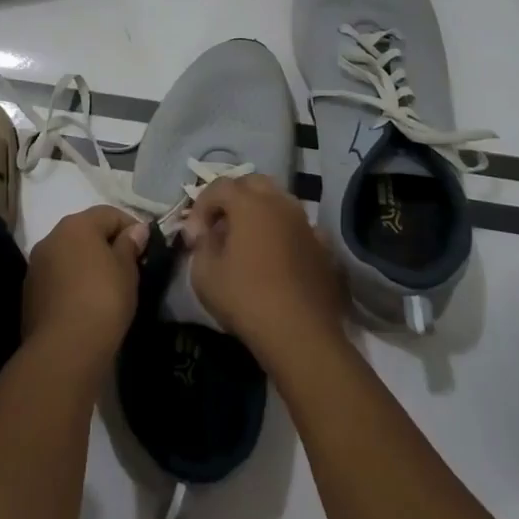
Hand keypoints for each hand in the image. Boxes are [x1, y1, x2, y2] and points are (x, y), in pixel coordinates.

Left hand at [24, 206, 149, 362]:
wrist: (64, 350)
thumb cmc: (103, 300)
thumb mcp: (126, 270)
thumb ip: (130, 245)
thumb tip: (136, 230)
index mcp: (77, 225)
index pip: (109, 214)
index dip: (131, 227)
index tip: (145, 248)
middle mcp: (52, 237)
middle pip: (85, 232)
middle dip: (107, 244)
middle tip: (128, 267)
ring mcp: (36, 265)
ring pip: (69, 255)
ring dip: (87, 264)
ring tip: (107, 287)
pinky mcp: (29, 292)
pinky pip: (57, 277)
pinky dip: (72, 283)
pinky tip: (85, 303)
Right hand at [181, 175, 347, 369]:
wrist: (301, 335)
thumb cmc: (246, 299)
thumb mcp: (204, 274)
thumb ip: (201, 245)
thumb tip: (205, 234)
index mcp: (249, 203)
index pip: (219, 186)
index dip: (202, 206)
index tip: (195, 236)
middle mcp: (280, 203)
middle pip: (253, 183)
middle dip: (233, 198)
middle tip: (221, 226)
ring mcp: (306, 224)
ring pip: (280, 202)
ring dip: (261, 213)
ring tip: (249, 241)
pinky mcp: (324, 248)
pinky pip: (299, 229)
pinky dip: (285, 234)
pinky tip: (279, 258)